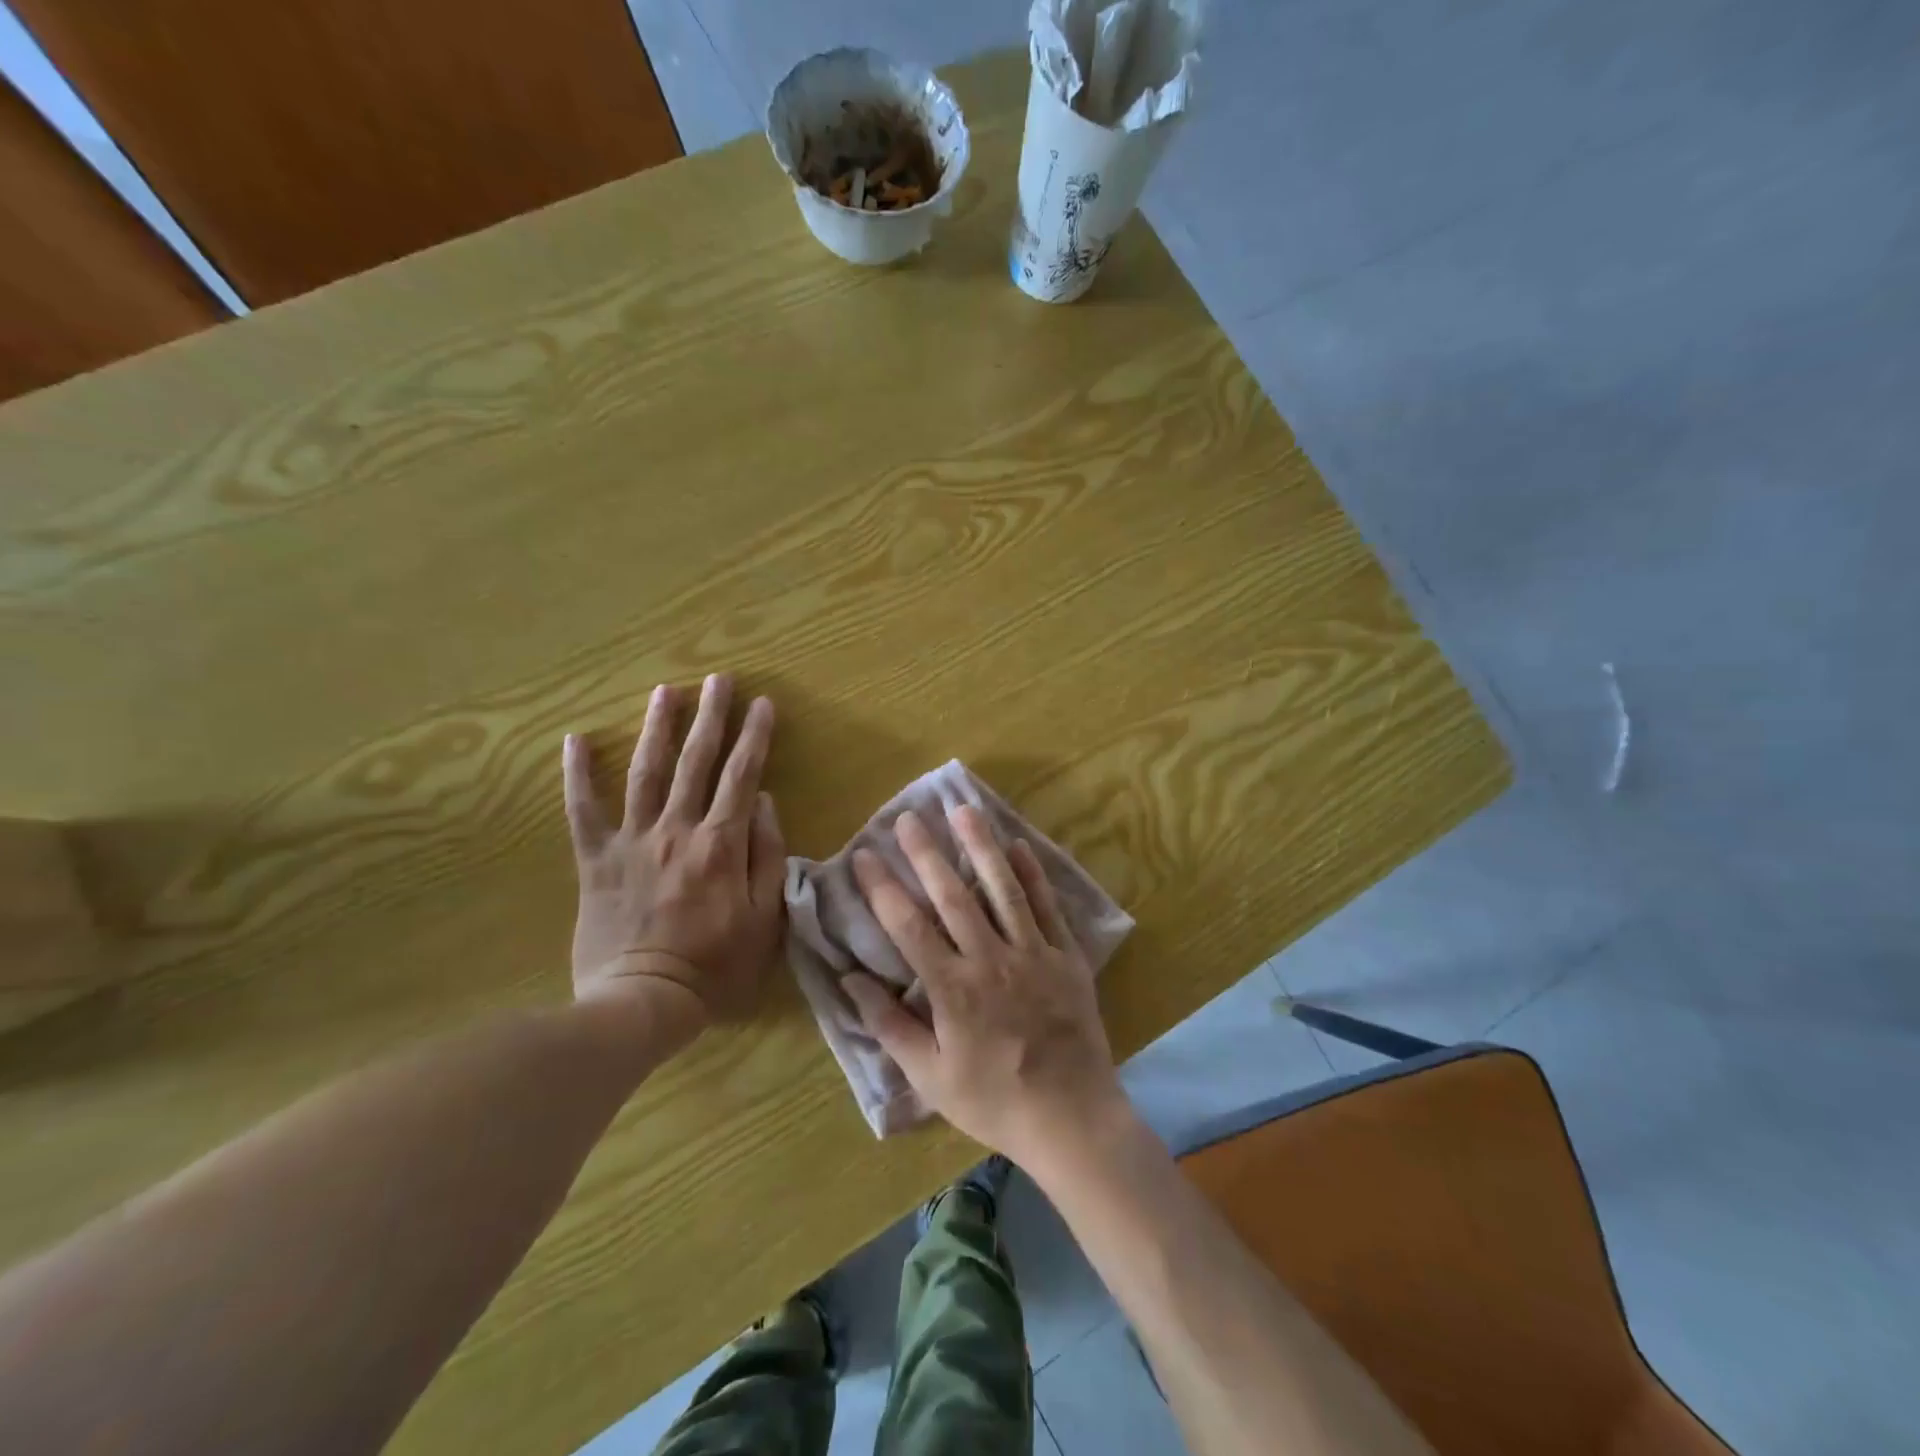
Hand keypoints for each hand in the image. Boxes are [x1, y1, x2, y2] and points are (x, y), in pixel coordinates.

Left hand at [563, 674, 785, 1027]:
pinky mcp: (596, 859)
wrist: (642, 1002)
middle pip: (697, 762)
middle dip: (711, 716)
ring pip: (646, 772)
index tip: (763, 703)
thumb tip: (765, 802)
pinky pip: (583, 810)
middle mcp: (677, 829)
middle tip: (718, 679)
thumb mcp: (764, 917)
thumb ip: (768, 855)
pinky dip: (578, 774)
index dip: (754, 737)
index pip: (742, 776)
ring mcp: (632, 841)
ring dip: (657, 728)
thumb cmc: (715, 966)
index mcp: (721, 843)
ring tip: (665, 690)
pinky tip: (576, 739)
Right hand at [842, 806, 1126, 1163]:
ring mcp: (1034, 954)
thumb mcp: (930, 1077)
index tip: (864, 856)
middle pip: (953, 895)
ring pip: (1003, 889)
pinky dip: (1033, 875)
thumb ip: (890, 1026)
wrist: (1072, 1118)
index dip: (883, 887)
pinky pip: (1048, 907)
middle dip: (926, 853)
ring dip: (981, 847)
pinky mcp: (1067, 957)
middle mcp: (991, 960)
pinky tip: (1019, 845)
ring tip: (964, 811)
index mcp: (953, 989)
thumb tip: (851, 980)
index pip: (909, 926)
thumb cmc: (993, 1100)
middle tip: (908, 817)